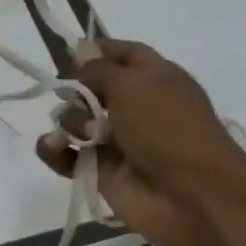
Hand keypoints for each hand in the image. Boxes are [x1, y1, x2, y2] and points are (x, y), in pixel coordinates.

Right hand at [35, 38, 245, 245]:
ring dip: (69, 121)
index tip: (68, 52)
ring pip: (77, 122)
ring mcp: (118, 142)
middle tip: (70, 94)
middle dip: (75, 89)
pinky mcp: (101, 172)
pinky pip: (68, 156)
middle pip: (93, 88)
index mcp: (155, 78)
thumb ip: (99, 69)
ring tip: (83, 133)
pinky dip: (55, 150)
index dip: (98, 51)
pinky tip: (53, 145)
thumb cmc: (167, 129)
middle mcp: (136, 107)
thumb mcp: (133, 86)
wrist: (192, 197)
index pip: (124, 54)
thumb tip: (81, 48)